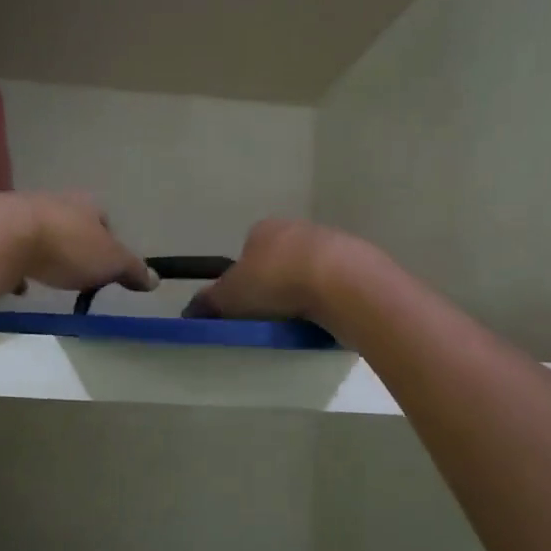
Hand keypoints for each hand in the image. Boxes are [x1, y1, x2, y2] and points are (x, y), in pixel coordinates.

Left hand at [0, 191, 155, 295]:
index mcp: (85, 204)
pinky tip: (17, 283)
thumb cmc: (66, 246)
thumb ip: (132, 270)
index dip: (108, 241)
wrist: (2, 237)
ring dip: (44, 251)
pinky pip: (10, 247)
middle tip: (77, 271)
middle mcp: (54, 200)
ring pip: (39, 232)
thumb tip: (155, 279)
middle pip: (70, 222)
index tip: (106, 264)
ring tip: (47, 276)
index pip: (103, 219)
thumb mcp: (109, 261)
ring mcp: (20, 211)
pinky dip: (15, 263)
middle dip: (74, 245)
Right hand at [184, 219, 344, 321]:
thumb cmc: (276, 282)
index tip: (246, 305)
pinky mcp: (361, 263)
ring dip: (306, 292)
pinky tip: (327, 319)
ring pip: (311, 271)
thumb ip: (209, 302)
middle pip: (281, 259)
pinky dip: (330, 300)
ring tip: (301, 322)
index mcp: (265, 229)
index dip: (244, 278)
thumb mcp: (230, 296)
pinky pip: (337, 284)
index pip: (248, 250)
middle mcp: (298, 227)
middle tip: (272, 316)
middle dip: (277, 284)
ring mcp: (333, 242)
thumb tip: (190, 310)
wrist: (343, 283)